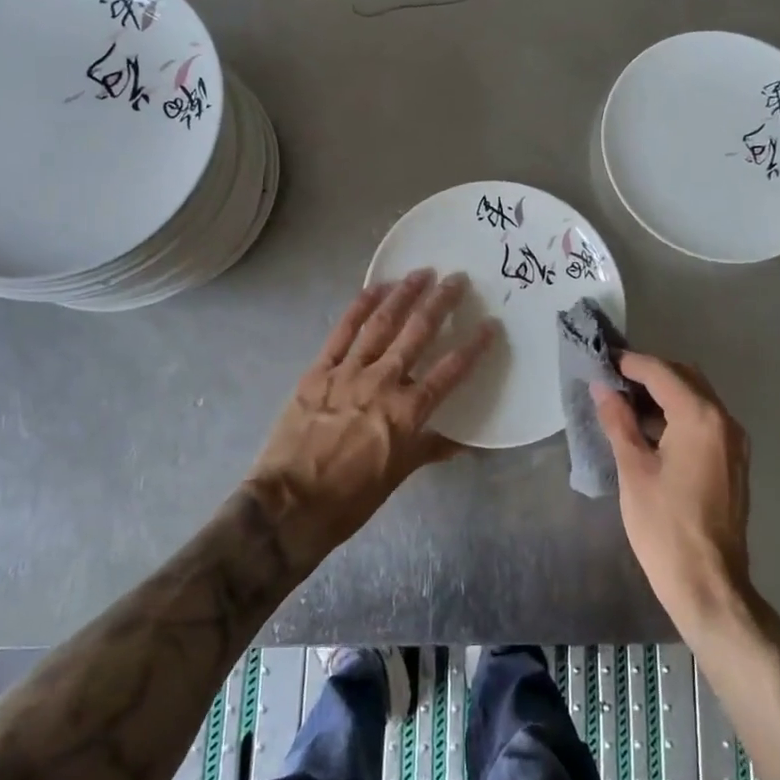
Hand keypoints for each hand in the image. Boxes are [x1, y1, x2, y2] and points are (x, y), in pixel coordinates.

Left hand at [245, 269, 497, 557]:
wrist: (289, 506)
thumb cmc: (350, 499)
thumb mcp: (397, 476)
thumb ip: (428, 448)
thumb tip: (461, 442)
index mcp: (407, 413)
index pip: (450, 371)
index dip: (473, 346)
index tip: (490, 325)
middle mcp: (383, 383)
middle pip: (418, 333)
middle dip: (441, 303)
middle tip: (456, 279)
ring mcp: (348, 373)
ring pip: (382, 324)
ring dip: (404, 295)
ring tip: (421, 273)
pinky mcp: (319, 371)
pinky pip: (342, 332)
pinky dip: (359, 307)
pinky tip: (375, 288)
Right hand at [594, 352, 753, 630]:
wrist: (709, 585)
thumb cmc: (665, 526)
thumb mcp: (633, 469)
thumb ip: (618, 420)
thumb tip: (602, 387)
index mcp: (700, 417)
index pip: (661, 372)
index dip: (629, 363)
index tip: (601, 360)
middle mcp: (724, 420)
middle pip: (684, 377)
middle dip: (648, 374)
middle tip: (611, 382)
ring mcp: (734, 441)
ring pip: (696, 397)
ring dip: (663, 394)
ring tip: (624, 404)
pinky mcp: (733, 461)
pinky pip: (704, 420)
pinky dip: (678, 414)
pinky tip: (650, 431)